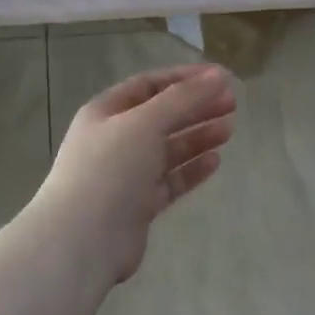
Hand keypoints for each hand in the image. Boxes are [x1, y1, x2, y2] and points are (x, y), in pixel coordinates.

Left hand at [34, 64, 237, 285]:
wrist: (82, 238)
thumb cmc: (109, 169)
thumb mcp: (145, 123)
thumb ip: (183, 99)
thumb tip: (217, 76)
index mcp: (106, 112)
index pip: (149, 86)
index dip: (184, 79)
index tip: (220, 78)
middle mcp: (114, 140)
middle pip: (161, 117)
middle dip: (195, 108)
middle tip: (232, 104)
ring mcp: (126, 175)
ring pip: (167, 150)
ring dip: (197, 137)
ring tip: (229, 129)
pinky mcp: (138, 205)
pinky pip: (169, 181)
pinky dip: (191, 170)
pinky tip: (215, 161)